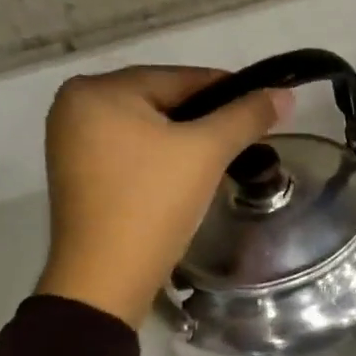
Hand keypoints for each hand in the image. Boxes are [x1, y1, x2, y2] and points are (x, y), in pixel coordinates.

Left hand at [35, 66, 287, 328]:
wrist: (107, 278)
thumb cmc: (153, 203)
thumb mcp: (206, 153)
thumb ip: (247, 117)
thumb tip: (284, 93)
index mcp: (98, 90)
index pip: (180, 78)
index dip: (229, 91)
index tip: (265, 108)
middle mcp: (75, 105)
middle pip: (162, 101)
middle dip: (206, 119)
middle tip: (247, 140)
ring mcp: (71, 141)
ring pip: (148, 128)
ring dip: (186, 140)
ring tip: (222, 160)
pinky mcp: (79, 174)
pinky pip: (132, 151)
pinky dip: (162, 158)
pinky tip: (186, 177)